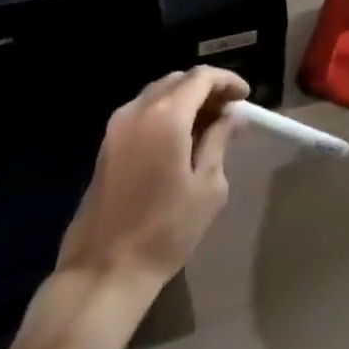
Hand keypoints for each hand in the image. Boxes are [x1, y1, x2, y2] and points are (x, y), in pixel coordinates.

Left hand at [57, 66, 249, 292]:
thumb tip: (231, 116)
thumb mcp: (207, 187)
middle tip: (229, 109)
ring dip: (185, 99)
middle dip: (206, 88)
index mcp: (166, 116)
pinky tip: (180, 138)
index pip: (202, 77)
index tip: (245, 96)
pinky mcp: (106, 145)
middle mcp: (138, 110)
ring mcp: (117, 126)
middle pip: (178, 80)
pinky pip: (142, 112)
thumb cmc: (164, 231)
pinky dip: (165, 112)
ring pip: (158, 93)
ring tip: (208, 123)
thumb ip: (219, 141)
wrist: (103, 271)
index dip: (227, 80)